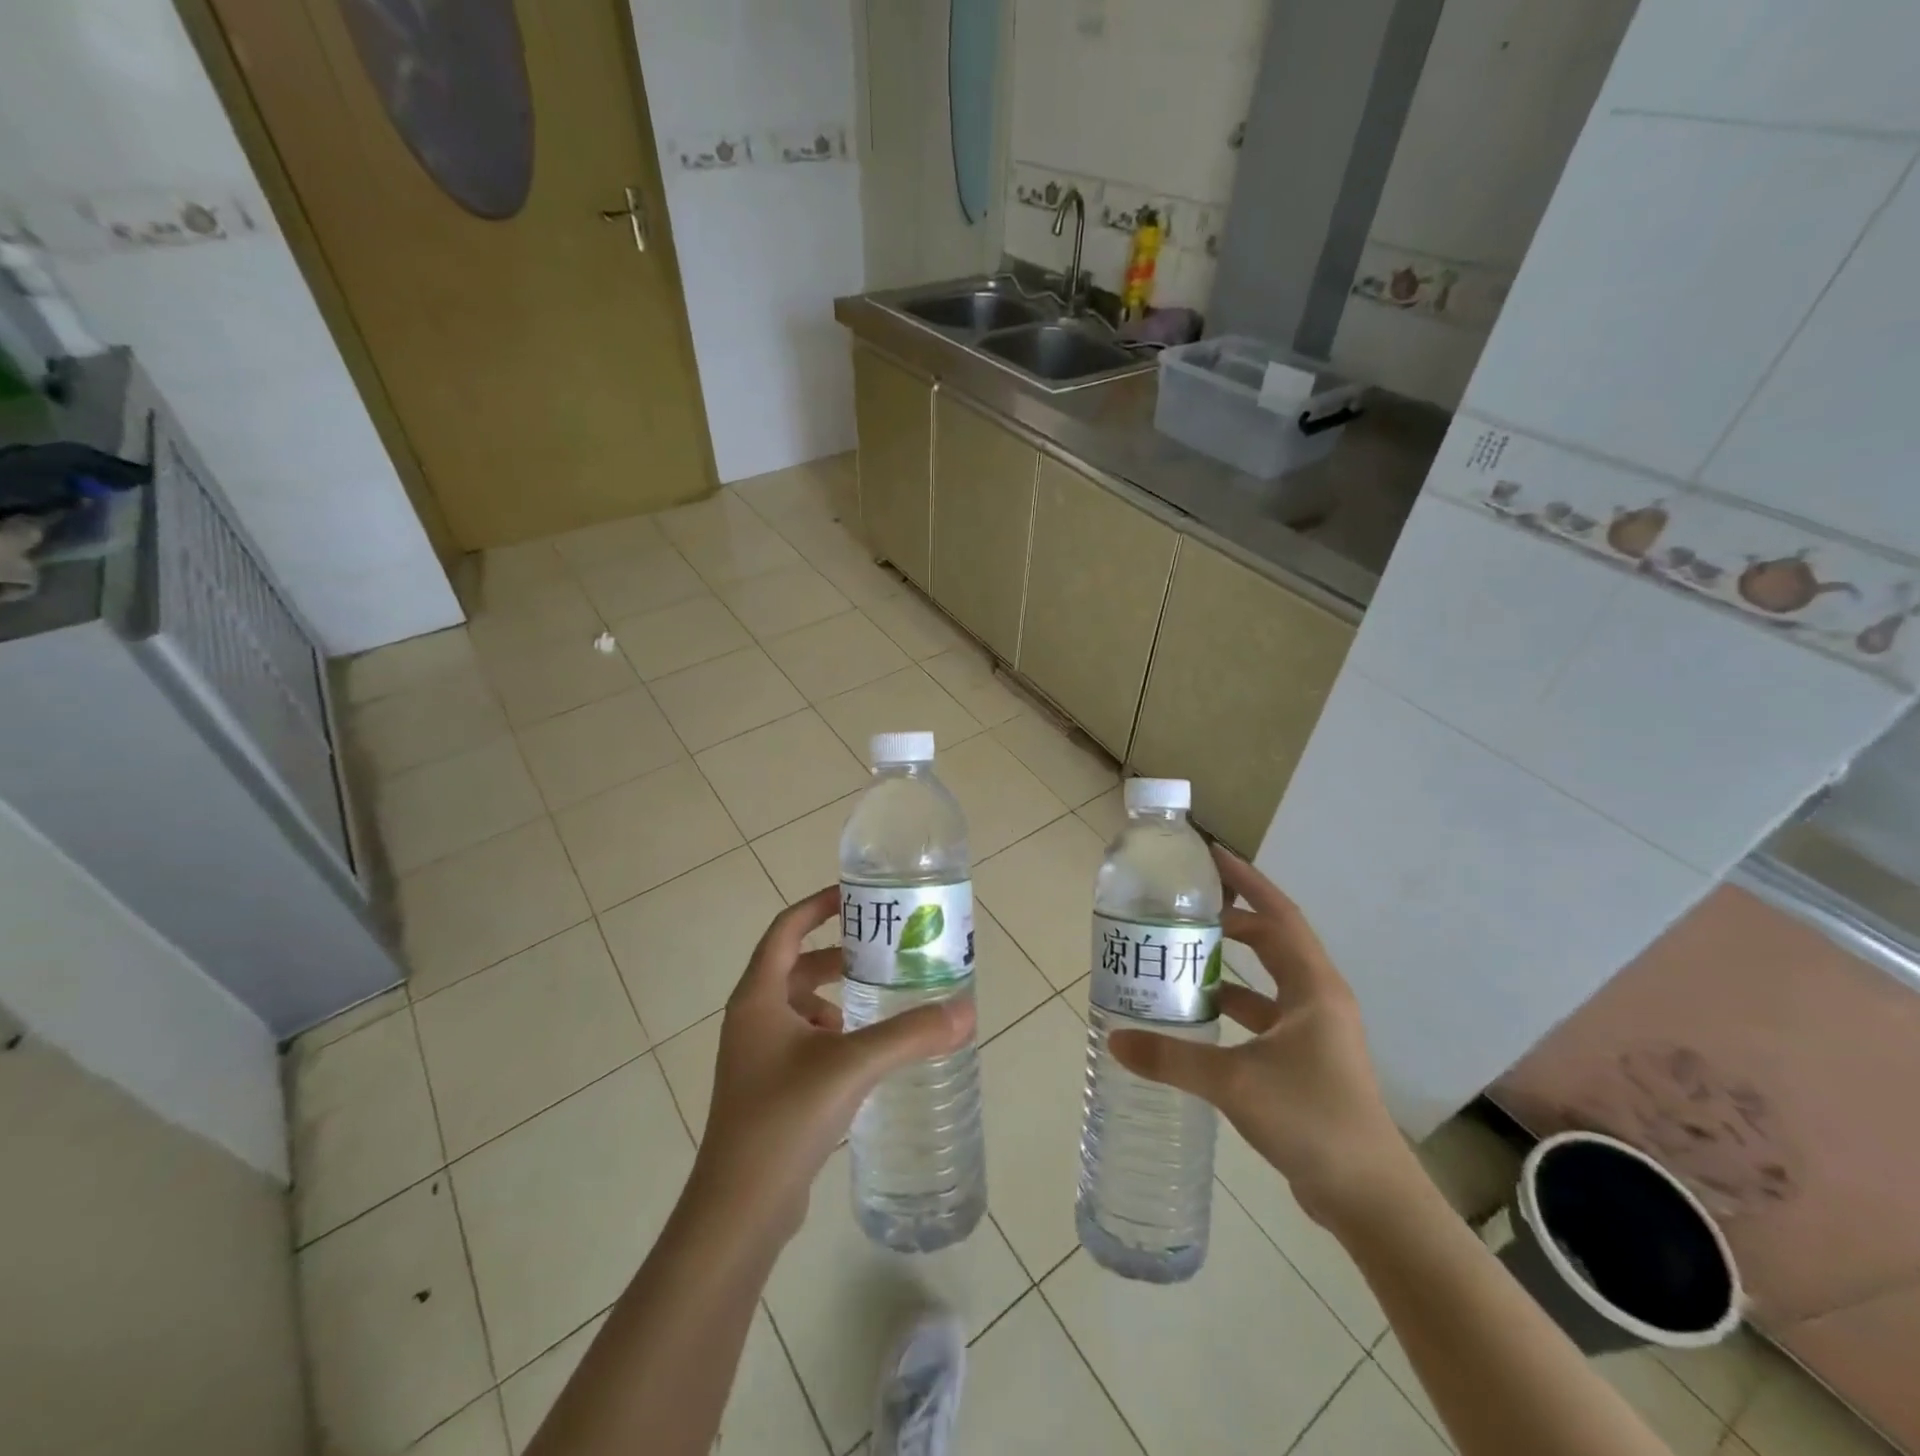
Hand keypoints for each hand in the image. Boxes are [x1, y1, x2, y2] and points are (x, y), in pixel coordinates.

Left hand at [690, 886, 975, 1241]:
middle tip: (883, 952)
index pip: (786, 930)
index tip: (856, 897)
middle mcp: (752, 1018)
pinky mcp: (766, 1089)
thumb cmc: (784, 1118)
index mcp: (758, 997)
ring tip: (878, 1003)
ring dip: (834, 997)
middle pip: (795, 966)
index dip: (818, 907)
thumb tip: (965, 1011)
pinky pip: (801, 1040)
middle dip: (838, 956)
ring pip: (799, 1006)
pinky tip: (862, 1055)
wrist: (738, 1209)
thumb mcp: (851, 1066)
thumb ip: (908, 1035)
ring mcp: (756, 1056)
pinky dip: (831, 1033)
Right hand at [1107, 846, 1416, 1228]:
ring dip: (1232, 963)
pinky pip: (1265, 1013)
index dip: (1247, 882)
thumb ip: (1172, 1058)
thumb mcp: (1235, 1082)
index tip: (1212, 857)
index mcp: (1313, 987)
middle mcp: (1318, 999)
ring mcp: (1315, 1031)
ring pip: (1268, 979)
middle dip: (1233, 918)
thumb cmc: (1311, 1119)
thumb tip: (1116, 1039)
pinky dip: (1235, 1003)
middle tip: (1186, 905)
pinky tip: (1201, 1012)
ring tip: (1184, 952)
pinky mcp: (1308, 1059)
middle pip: (1273, 940)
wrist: (1369, 1197)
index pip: (1279, 915)